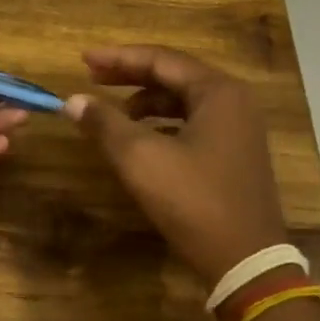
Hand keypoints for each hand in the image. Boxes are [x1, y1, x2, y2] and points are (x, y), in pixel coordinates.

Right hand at [66, 45, 287, 287]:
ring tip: (113, 111)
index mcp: (218, 92)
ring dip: (147, 101)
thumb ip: (105, 123)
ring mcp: (239, 129)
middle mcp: (234, 101)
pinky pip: (194, 122)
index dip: (118, 58)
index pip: (161, 59)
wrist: (247, 262)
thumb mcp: (141, 159)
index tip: (83, 60)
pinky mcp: (236, 154)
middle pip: (174, 75)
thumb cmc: (195, 201)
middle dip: (131, 75)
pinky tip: (142, 137)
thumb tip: (73, 100)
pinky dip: (164, 123)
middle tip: (93, 77)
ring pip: (184, 100)